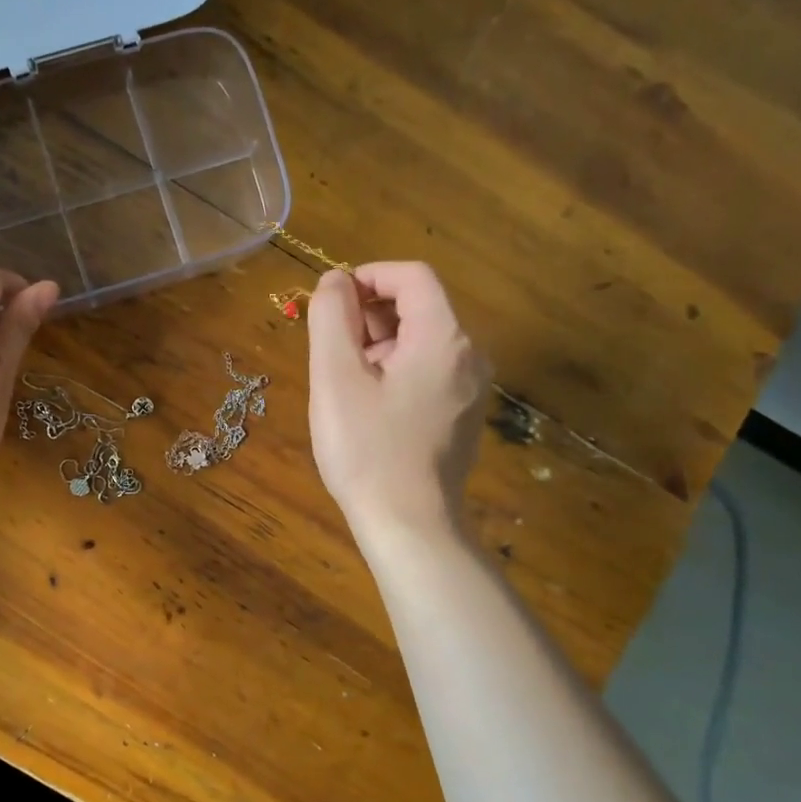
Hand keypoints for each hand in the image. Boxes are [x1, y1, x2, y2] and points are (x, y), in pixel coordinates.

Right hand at [307, 262, 488, 537]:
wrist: (408, 525)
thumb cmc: (367, 449)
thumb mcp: (336, 377)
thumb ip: (332, 317)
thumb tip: (335, 280)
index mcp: (444, 338)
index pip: (412, 276)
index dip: (367, 276)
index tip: (330, 302)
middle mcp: (469, 356)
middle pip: (419, 307)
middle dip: (369, 314)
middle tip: (330, 348)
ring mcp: (470, 389)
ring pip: (421, 342)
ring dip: (378, 344)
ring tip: (343, 382)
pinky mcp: (462, 417)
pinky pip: (427, 372)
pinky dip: (394, 371)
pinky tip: (367, 407)